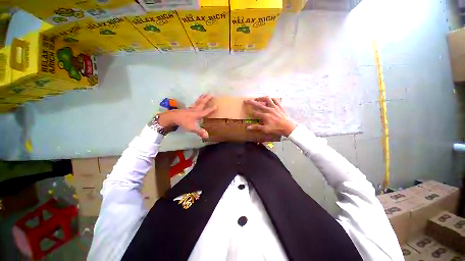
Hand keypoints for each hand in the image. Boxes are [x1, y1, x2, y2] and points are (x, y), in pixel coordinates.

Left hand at [158, 94, 216, 138]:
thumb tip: (207, 136)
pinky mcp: (187, 109)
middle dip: (207, 98)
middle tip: (211, 93)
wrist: (172, 117)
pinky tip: (197, 101)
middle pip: (202, 103)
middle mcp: (195, 109)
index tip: (216, 105)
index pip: (206, 111)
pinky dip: (197, 101)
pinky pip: (194, 103)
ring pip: (198, 102)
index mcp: (198, 114)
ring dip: (202, 98)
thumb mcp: (192, 128)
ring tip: (205, 94)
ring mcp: (191, 108)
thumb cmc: (183, 122)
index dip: (212, 109)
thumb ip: (200, 131)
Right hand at [245, 97, 296, 136]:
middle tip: (246, 100)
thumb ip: (256, 127)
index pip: (255, 113)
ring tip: (258, 99)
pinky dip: (271, 99)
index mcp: (265, 116)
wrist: (288, 127)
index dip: (250, 112)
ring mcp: (274, 107)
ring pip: (267, 99)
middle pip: (258, 104)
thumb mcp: (265, 129)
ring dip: (261, 98)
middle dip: (251, 102)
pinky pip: (275, 100)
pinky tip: (269, 99)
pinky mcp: (279, 106)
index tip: (248, 111)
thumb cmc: (276, 129)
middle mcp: (269, 110)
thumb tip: (247, 128)